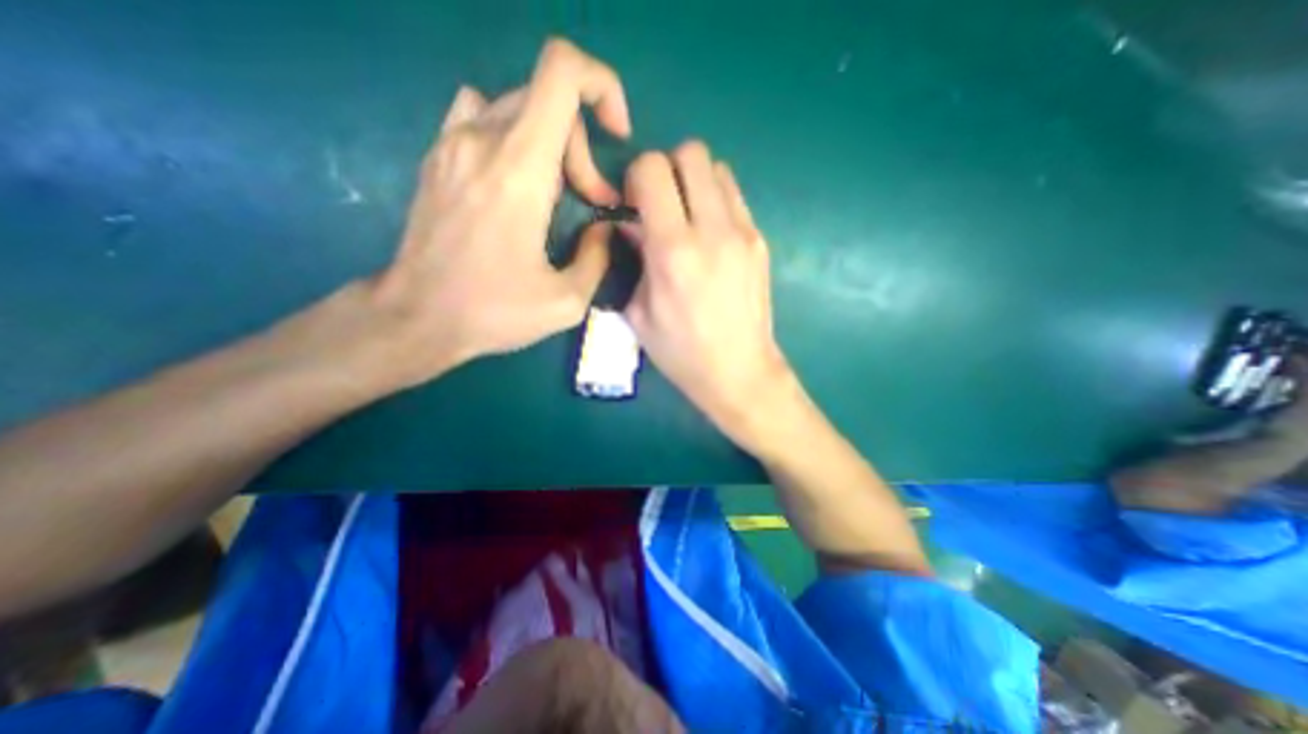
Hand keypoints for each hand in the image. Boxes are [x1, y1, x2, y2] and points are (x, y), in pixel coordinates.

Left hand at [362, 38, 633, 388]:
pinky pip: (483, 115)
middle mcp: (483, 141)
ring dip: (550, 142)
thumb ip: (598, 258)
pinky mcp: (437, 156)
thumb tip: (603, 229)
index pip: (562, 73)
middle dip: (583, 148)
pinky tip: (516, 182)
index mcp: (520, 171)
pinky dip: (514, 136)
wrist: (416, 317)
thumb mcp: (566, 302)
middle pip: (549, 100)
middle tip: (591, 200)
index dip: (601, 86)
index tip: (617, 134)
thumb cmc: (493, 312)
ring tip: (554, 192)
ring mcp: (453, 143)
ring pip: (518, 106)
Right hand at [621, 141, 790, 443]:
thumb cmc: (681, 352)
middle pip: (691, 154)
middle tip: (660, 203)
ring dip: (695, 183)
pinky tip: (710, 236)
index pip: (653, 169)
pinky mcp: (760, 241)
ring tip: (687, 217)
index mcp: (673, 250)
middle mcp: (712, 231)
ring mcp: (743, 233)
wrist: (739, 371)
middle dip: (668, 168)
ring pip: (718, 169)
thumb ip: (634, 259)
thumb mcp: (639, 312)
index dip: (637, 177)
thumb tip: (631, 225)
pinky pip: (735, 198)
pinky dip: (716, 202)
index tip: (634, 203)